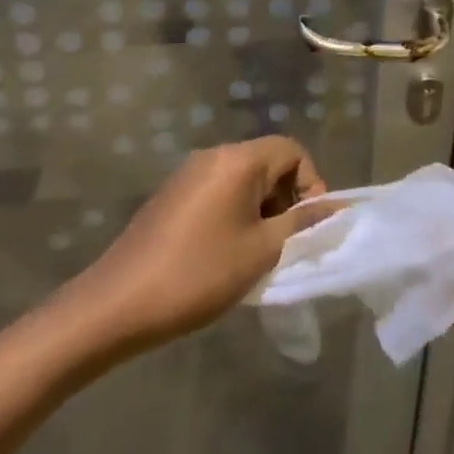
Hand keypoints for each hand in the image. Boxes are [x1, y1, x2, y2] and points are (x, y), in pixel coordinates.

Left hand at [71, 136, 332, 352]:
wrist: (119, 304)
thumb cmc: (199, 274)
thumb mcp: (262, 251)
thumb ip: (301, 223)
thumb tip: (335, 207)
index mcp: (237, 160)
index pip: (291, 150)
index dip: (311, 182)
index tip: (307, 224)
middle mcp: (212, 156)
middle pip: (266, 161)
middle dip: (286, 198)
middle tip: (285, 243)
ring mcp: (187, 174)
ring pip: (242, 179)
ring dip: (260, 208)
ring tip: (257, 252)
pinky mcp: (171, 195)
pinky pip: (217, 191)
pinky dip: (234, 213)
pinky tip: (226, 253)